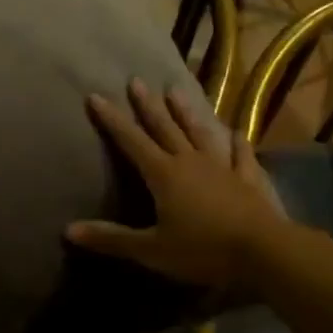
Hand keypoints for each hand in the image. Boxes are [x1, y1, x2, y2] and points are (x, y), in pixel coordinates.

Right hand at [66, 80, 282, 289]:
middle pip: (165, 127)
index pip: (131, 141)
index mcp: (163, 174)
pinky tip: (236, 133)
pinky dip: (237, 143)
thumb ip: (112, 239)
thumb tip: (68, 230)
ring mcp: (222, 167)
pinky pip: (241, 156)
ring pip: (200, 133)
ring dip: (186, 112)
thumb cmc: (203, 250)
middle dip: (148, 105)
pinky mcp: (248, 179)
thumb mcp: (152, 250)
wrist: (263, 251)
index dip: (112, 120)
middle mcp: (190, 161)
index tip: (96, 95)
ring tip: (176, 91)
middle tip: (136, 81)